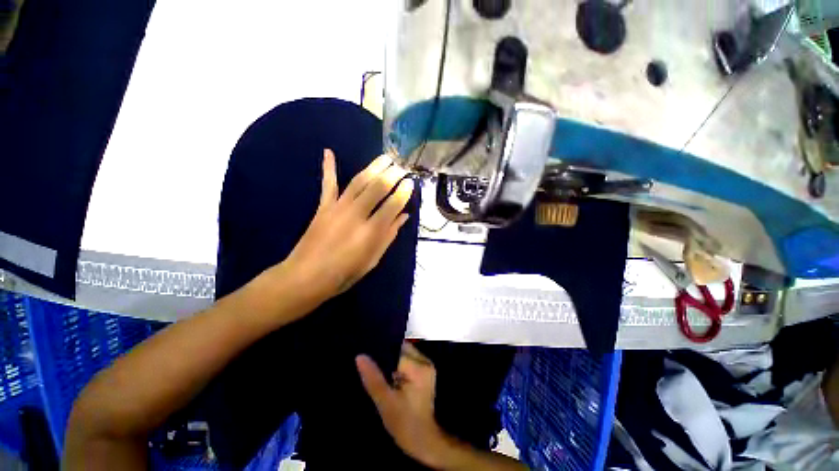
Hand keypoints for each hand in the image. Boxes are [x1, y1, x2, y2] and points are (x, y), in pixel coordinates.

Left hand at [280, 149, 413, 302]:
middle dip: (392, 175)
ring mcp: (338, 208)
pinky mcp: (323, 207)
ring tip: (385, 157)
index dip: (403, 193)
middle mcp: (356, 215)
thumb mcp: (373, 259)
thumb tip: (404, 216)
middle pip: (377, 188)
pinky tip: (328, 152)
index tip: (411, 183)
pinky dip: (328, 167)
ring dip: (373, 167)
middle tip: (402, 167)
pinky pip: (328, 184)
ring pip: (359, 182)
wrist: (306, 276)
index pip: (392, 205)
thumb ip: (389, 236)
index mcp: (371, 232)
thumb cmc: (344, 273)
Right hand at [356, 343, 450, 467]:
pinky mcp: (425, 372)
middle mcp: (425, 361)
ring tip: (377, 372)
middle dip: (387, 356)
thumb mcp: (385, 402)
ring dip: (392, 361)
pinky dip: (398, 366)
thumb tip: (360, 356)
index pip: (397, 348)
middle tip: (370, 366)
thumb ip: (373, 378)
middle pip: (401, 348)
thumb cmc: (404, 424)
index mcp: (418, 366)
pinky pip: (408, 361)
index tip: (368, 356)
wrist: (425, 441)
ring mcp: (427, 366)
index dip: (381, 350)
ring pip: (404, 354)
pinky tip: (389, 378)